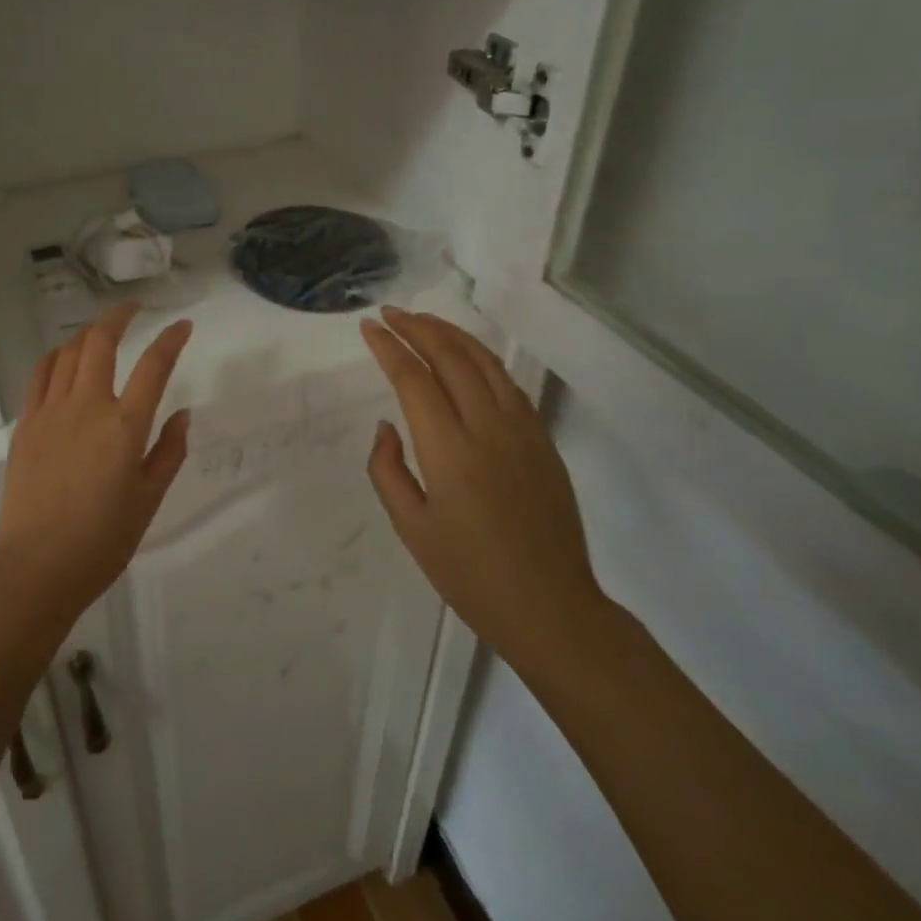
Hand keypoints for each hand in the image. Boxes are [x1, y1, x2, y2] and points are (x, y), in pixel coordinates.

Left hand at [0, 302, 193, 622]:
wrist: (37, 567)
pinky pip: (40, 374)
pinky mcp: (26, 424)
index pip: (154, 366)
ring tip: (102, 331)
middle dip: (120, 316)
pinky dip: (56, 356)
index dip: (171, 339)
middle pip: (101, 342)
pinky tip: (65, 356)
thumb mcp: (149, 500)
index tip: (183, 325)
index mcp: (125, 426)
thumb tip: (182, 413)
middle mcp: (88, 406)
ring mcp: (51, 412)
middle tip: (134, 308)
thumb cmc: (102, 540)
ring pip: (69, 352)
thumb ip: (169, 452)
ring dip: (89, 333)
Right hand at [361, 307, 612, 680]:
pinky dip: (481, 358)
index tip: (369, 327)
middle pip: (451, 357)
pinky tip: (466, 356)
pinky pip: (507, 382)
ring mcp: (522, 429)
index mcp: (449, 451)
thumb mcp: (411, 529)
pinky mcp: (542, 439)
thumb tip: (387, 425)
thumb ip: (387, 470)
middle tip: (390, 313)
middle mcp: (488, 427)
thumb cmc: (470, 575)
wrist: (551, 607)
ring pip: (484, 361)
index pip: (413, 379)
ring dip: (451, 333)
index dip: (388, 348)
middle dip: (417, 327)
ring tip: (423, 320)